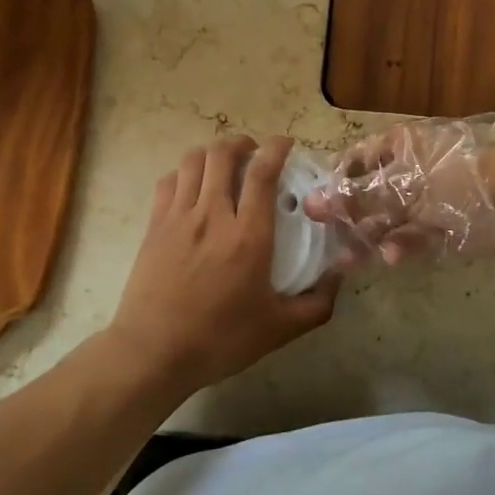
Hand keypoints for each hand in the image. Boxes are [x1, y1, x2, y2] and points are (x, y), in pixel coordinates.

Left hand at [107, 135, 338, 397]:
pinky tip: (193, 186)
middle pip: (223, 154)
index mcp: (248, 236)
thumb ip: (317, 302)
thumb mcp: (279, 329)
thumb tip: (340, 275)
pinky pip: (169, 180)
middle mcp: (213, 215)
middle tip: (253, 153)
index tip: (285, 144)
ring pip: (194, 160)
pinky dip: (185, 172)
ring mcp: (179, 217)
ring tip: (224, 164)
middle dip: (242, 143)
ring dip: (213, 153)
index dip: (276, 149)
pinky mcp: (154, 224)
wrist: (153, 352)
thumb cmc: (220, 340)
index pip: (262, 173)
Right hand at [304, 119, 494, 265]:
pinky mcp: (447, 220)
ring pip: (392, 216)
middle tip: (330, 241)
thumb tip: (312, 203)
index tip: (315, 208)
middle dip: (350, 218)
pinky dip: (403, 243)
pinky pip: (416, 231)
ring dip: (372, 236)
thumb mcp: (402, 187)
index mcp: (400, 144)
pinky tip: (390, 257)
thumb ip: (357, 198)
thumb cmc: (455, 179)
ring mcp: (430, 195)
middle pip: (371, 192)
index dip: (334, 183)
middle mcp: (412, 166)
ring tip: (350, 260)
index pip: (355, 160)